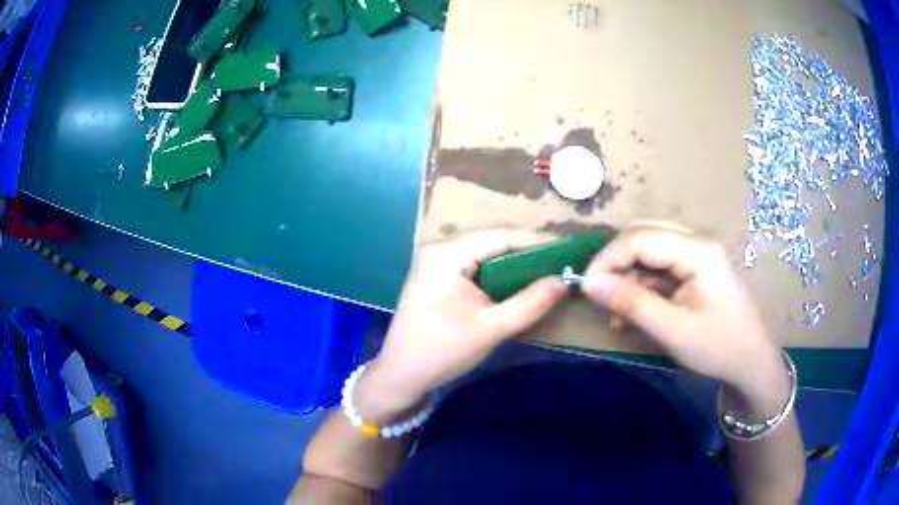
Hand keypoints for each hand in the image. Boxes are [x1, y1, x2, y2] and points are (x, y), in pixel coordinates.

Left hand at [356, 230, 567, 421]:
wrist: (401, 375)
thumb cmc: (443, 351)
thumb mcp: (491, 328)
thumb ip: (530, 303)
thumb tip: (563, 281)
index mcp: (447, 256)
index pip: (500, 237)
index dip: (536, 242)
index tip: (566, 250)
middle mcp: (439, 252)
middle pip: (491, 244)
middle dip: (526, 254)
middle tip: (559, 264)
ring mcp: (434, 265)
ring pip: (483, 257)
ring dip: (512, 266)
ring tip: (544, 274)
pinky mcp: (435, 279)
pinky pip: (473, 269)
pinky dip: (496, 277)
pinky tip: (515, 286)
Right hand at [581, 224, 787, 413]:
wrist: (751, 362)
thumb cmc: (718, 348)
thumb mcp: (673, 330)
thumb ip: (632, 303)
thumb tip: (589, 284)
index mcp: (697, 250)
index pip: (639, 238)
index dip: (607, 259)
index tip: (585, 288)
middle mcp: (697, 241)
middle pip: (643, 235)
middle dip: (616, 263)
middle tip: (599, 295)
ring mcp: (698, 252)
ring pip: (649, 249)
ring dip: (628, 276)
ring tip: (618, 313)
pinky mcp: (696, 267)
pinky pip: (660, 265)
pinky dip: (643, 285)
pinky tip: (636, 311)